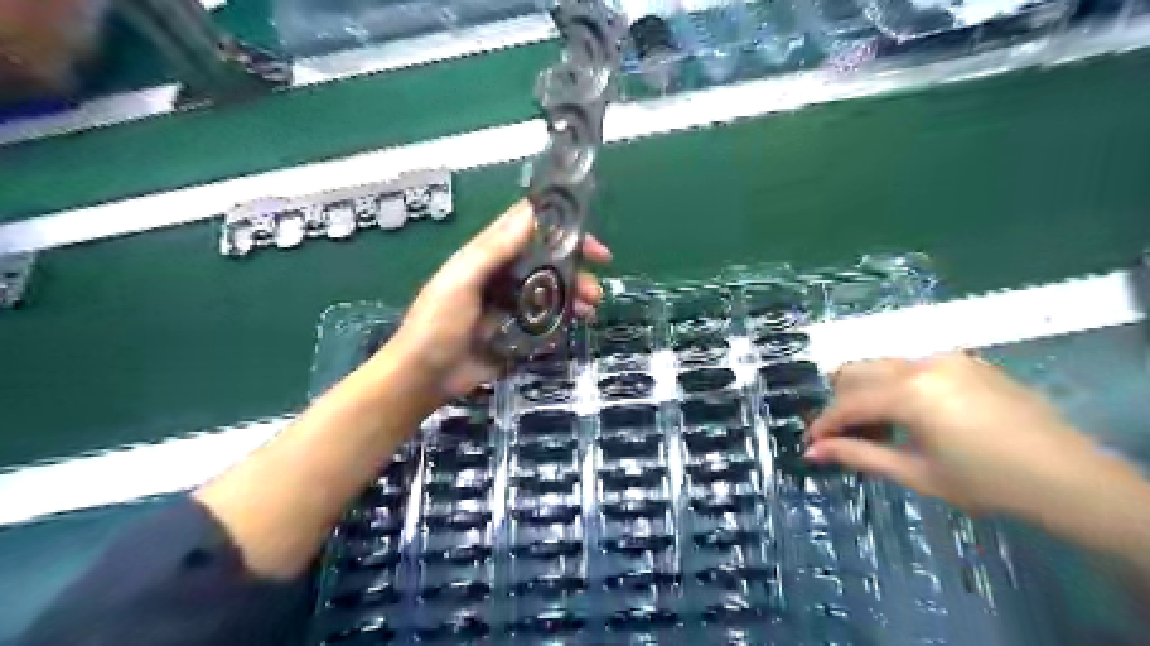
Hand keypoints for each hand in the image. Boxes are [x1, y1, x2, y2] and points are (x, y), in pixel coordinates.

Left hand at [382, 203, 610, 399]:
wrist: (423, 377)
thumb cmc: (436, 324)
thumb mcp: (461, 281)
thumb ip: (493, 250)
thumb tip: (531, 213)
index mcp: (488, 256)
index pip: (528, 229)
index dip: (560, 227)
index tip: (589, 239)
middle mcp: (503, 275)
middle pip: (547, 261)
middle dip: (576, 268)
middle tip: (597, 284)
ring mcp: (511, 305)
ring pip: (551, 291)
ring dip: (575, 295)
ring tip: (590, 309)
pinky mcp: (517, 332)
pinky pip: (546, 320)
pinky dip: (563, 320)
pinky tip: (573, 327)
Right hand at [802, 351, 1104, 517]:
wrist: (1069, 478)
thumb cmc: (987, 483)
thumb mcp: (916, 474)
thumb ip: (858, 455)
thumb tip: (812, 452)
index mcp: (910, 392)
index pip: (848, 403)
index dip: (824, 424)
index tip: (810, 444)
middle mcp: (922, 363)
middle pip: (857, 371)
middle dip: (840, 402)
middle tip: (842, 435)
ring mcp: (946, 357)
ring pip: (882, 366)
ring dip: (866, 393)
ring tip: (877, 429)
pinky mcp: (965, 361)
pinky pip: (911, 366)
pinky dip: (895, 387)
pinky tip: (910, 416)